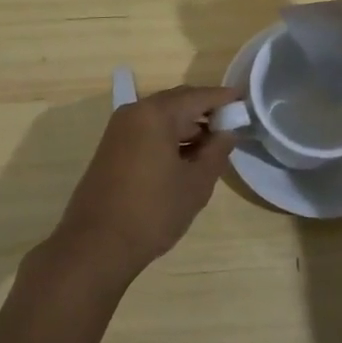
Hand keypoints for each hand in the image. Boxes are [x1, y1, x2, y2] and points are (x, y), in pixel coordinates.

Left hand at [48, 85, 239, 280]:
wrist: (96, 246)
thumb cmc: (152, 212)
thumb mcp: (196, 184)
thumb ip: (216, 152)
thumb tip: (227, 132)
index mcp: (156, 114)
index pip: (198, 96)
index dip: (224, 98)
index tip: (245, 101)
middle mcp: (135, 112)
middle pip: (178, 102)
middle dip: (205, 111)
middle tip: (231, 125)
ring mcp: (119, 129)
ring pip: (162, 117)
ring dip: (187, 126)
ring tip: (212, 146)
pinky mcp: (111, 148)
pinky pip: (147, 130)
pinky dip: (168, 137)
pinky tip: (185, 157)